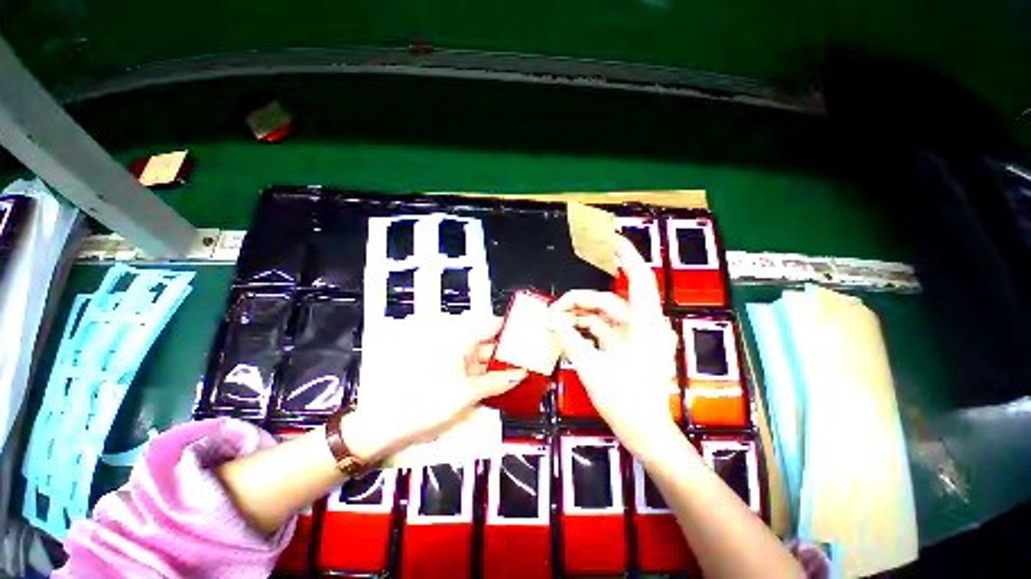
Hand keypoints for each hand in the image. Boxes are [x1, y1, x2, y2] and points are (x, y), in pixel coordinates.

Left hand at [341, 315, 526, 462]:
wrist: (392, 423)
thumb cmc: (427, 400)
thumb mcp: (468, 391)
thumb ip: (497, 382)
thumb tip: (519, 375)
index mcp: (461, 341)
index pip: (491, 326)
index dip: (510, 327)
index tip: (527, 331)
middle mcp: (459, 348)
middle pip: (490, 345)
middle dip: (508, 353)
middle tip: (530, 358)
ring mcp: (456, 364)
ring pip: (484, 362)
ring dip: (500, 369)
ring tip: (521, 374)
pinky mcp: (453, 379)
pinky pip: (476, 375)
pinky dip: (489, 380)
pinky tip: (502, 387)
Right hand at [550, 236, 680, 457]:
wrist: (644, 432)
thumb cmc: (624, 400)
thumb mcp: (591, 366)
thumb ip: (569, 337)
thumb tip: (549, 318)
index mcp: (646, 325)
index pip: (639, 279)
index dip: (626, 255)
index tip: (610, 239)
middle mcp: (645, 325)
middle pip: (609, 300)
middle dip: (581, 299)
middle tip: (555, 306)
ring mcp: (637, 336)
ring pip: (605, 314)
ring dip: (581, 315)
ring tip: (556, 318)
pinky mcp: (629, 345)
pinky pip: (605, 328)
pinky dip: (587, 327)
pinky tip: (568, 328)